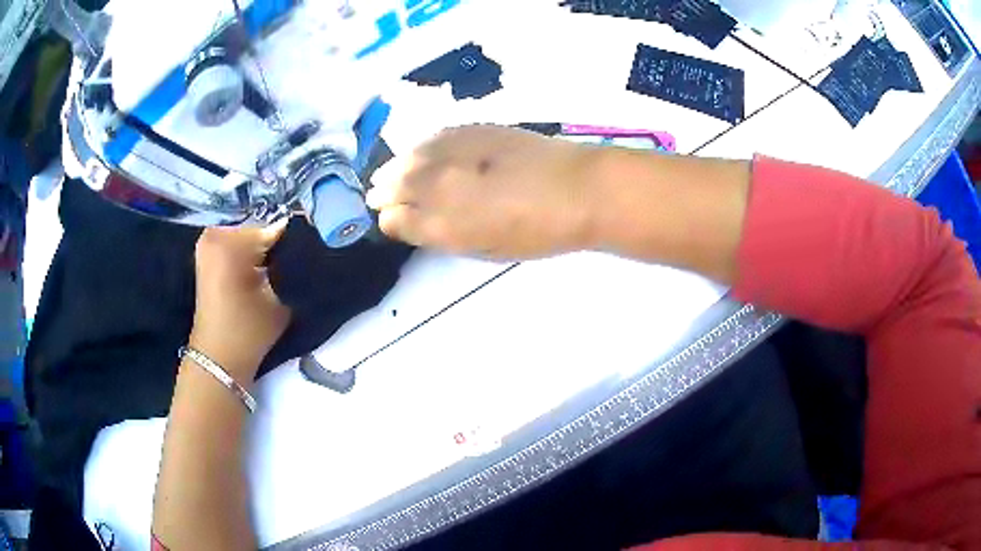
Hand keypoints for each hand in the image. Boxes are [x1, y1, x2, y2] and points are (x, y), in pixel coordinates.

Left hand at [190, 223, 290, 380]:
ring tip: (275, 270)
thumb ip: (291, 265)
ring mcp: (207, 242)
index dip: (294, 241)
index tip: (308, 253)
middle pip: (259, 229)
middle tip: (291, 264)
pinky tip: (260, 271)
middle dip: (275, 244)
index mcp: (230, 241)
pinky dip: (248, 254)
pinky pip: (235, 243)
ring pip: (248, 236)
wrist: (218, 358)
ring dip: (262, 250)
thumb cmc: (248, 331)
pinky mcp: (206, 254)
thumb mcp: (279, 297)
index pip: (275, 228)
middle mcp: (215, 233)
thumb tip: (305, 245)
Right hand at [366, 125, 599, 259]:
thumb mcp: (487, 249)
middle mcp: (439, 186)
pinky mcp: (472, 130)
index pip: (395, 219)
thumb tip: (417, 223)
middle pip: (394, 185)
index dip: (391, 220)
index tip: (391, 219)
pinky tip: (419, 152)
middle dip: (383, 191)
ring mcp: (453, 153)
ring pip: (408, 159)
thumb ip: (446, 236)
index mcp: (443, 224)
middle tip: (378, 194)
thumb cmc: (538, 232)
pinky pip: (433, 138)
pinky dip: (420, 148)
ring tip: (388, 173)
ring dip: (394, 168)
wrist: (578, 189)